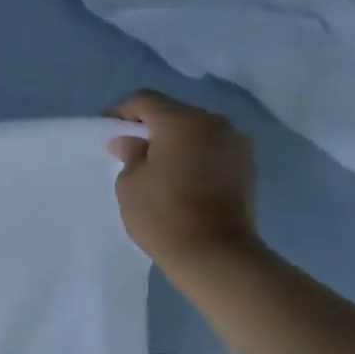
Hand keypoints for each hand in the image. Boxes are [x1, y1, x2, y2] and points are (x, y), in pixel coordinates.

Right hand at [104, 91, 259, 275]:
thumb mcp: (129, 184)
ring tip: (157, 166)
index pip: (145, 100)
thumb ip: (129, 155)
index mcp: (181, 121)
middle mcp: (213, 123)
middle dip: (150, 127)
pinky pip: (212, 148)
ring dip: (175, 141)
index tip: (107, 131)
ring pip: (196, 130)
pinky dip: (194, 155)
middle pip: (174, 113)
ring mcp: (236, 143)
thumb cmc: (163, 214)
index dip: (121, 111)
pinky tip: (181, 178)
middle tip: (130, 149)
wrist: (215, 252)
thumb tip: (130, 142)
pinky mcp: (247, 165)